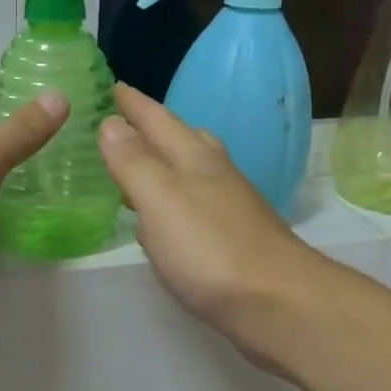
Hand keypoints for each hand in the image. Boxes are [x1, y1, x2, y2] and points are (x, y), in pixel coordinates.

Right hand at [99, 85, 324, 370]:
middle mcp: (216, 176)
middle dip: (155, 128)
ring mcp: (230, 209)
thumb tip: (111, 123)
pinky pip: (196, 208)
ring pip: (193, 174)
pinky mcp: (234, 242)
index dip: (134, 105)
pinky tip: (169, 222)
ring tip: (143, 166)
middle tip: (128, 121)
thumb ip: (134, 163)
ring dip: (167, 164)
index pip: (158, 121)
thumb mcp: (162, 200)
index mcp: (195, 160)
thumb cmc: (212, 250)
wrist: (278, 304)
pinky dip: (176, 203)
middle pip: (184, 140)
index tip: (114, 86)